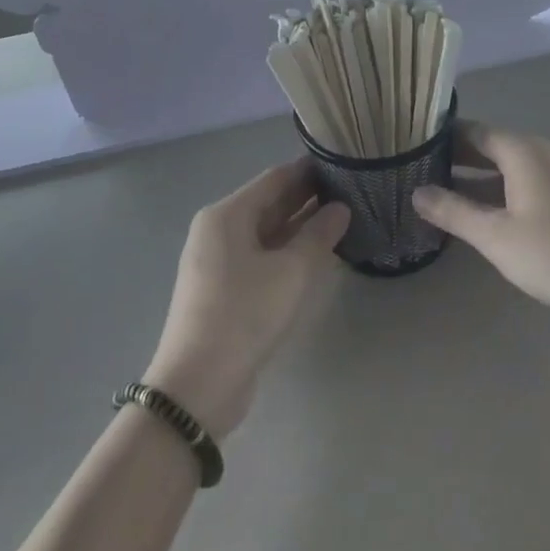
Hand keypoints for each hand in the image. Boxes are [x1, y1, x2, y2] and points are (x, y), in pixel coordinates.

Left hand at [143, 161, 348, 439]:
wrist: (197, 386)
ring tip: (343, 218)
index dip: (310, 170)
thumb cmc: (244, 314)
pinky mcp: (224, 289)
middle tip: (351, 191)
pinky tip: (316, 253)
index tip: (345, 164)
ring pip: (267, 231)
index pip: (275, 178)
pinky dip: (287, 250)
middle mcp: (219, 230)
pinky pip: (261, 256)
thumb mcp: (291, 272)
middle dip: (308, 197)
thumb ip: (318, 234)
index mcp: (227, 215)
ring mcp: (219, 261)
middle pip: (269, 202)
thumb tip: (341, 208)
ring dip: (300, 225)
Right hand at [413, 125, 549, 339]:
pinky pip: (528, 185)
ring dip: (479, 178)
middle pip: (494, 147)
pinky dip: (502, 193)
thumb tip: (416, 192)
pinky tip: (485, 216)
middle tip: (420, 171)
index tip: (413, 146)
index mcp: (525, 151)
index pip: (475, 131)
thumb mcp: (494, 236)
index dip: (444, 137)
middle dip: (459, 158)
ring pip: (511, 169)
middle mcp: (545, 154)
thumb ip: (453, 211)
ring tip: (443, 194)